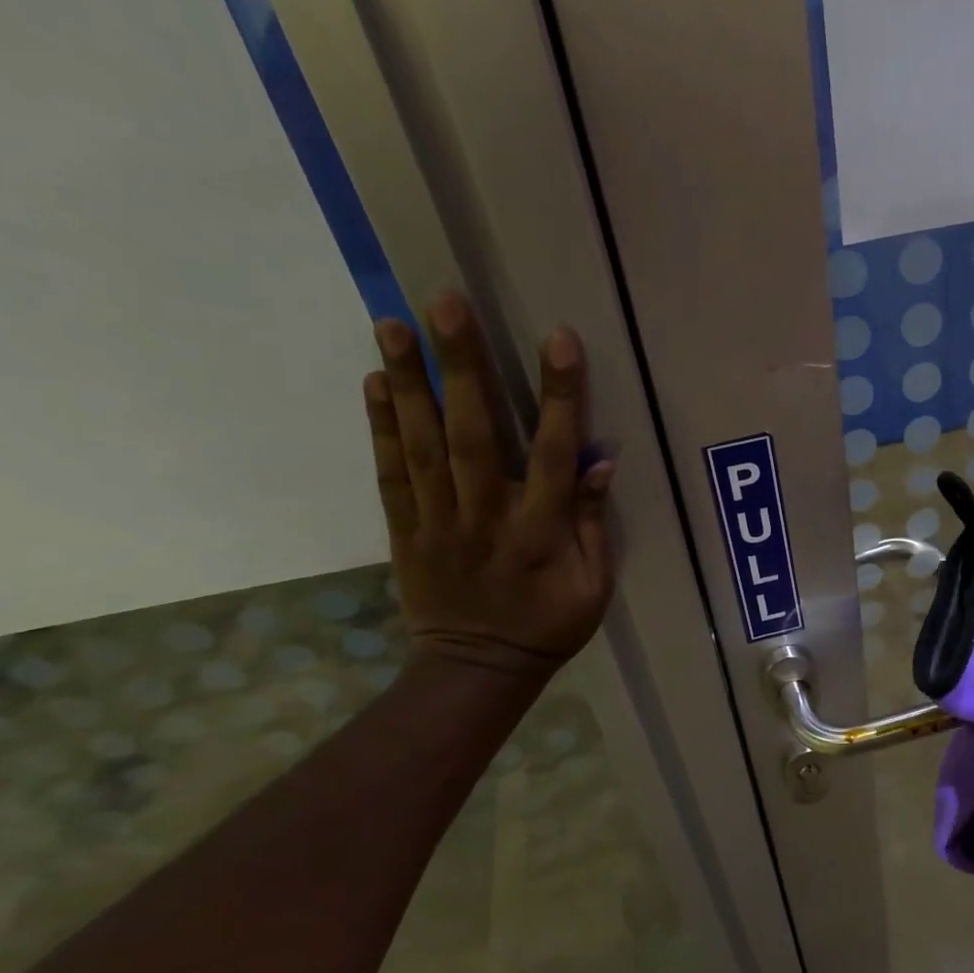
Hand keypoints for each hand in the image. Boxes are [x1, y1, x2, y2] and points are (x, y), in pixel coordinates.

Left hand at [364, 292, 615, 688]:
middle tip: (446, 302)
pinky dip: (382, 428)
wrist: (479, 670)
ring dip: (409, 383)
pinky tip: (374, 383)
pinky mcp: (405, 530)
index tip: (559, 340)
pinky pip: (391, 475)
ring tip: (393, 323)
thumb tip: (598, 464)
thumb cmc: (549, 626)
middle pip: (474, 435)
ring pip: (423, 445)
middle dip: (463, 367)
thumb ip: (592, 525)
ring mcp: (438, 522)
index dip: (558, 397)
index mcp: (539, 532)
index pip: (552, 453)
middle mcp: (486, 516)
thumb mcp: (594, 587)